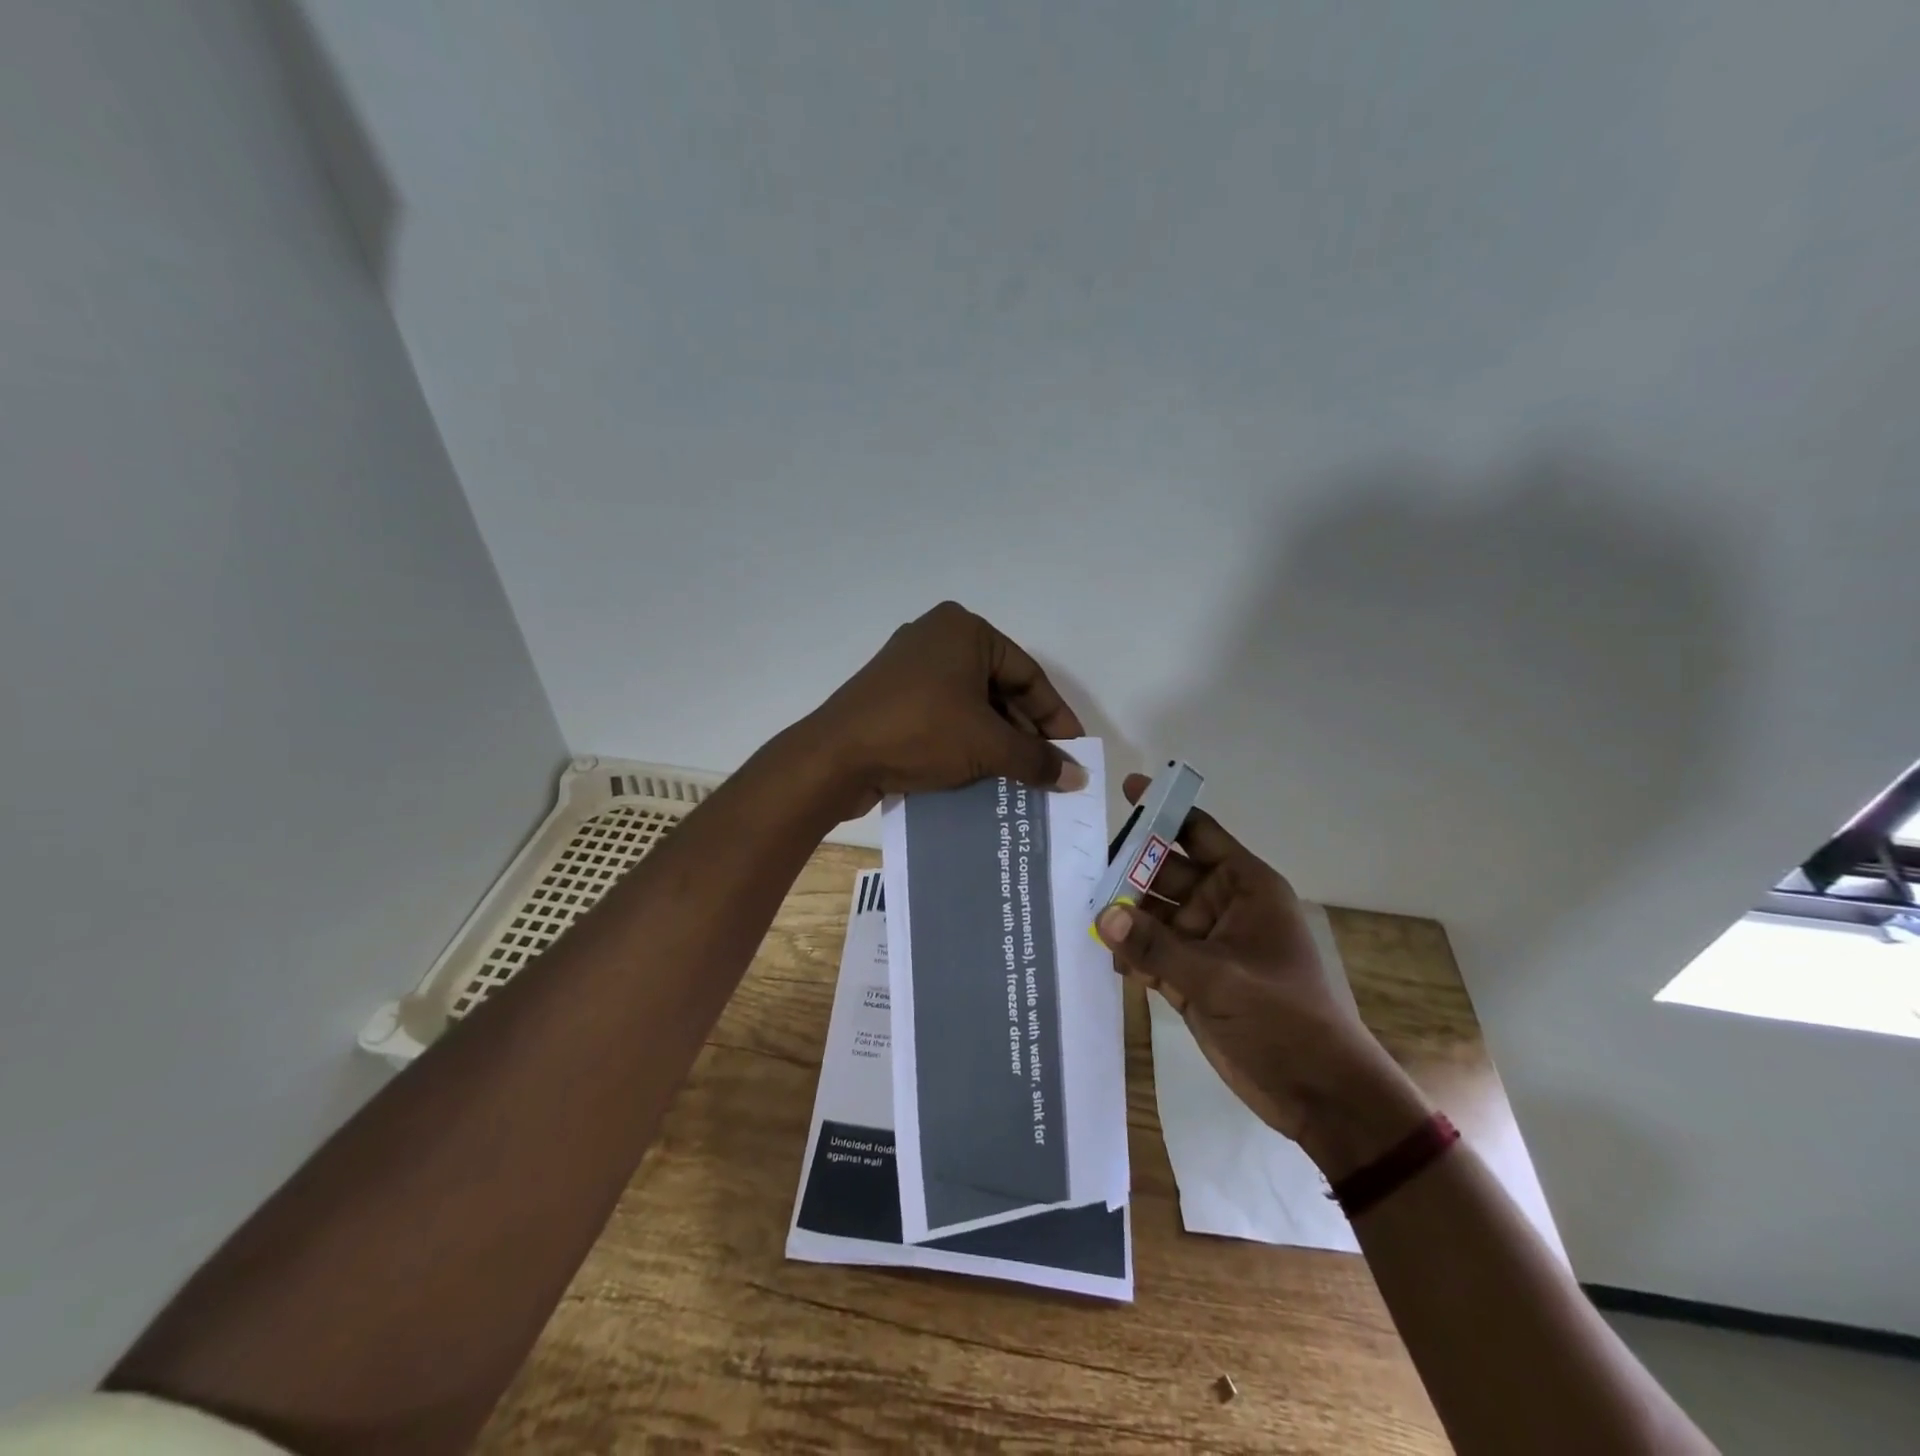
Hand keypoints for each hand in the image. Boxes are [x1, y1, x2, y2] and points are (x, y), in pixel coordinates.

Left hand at [799, 601, 1086, 819]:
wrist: (835, 757)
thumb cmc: (920, 733)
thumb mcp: (987, 747)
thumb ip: (1037, 760)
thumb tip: (1077, 777)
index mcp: (965, 630)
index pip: (1028, 674)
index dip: (1055, 717)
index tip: (1073, 751)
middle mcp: (938, 637)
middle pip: (1000, 688)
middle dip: (1025, 732)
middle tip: (1047, 769)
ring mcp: (909, 666)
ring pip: (971, 704)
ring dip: (996, 741)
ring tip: (1019, 778)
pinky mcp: (891, 695)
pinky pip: (943, 714)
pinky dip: (966, 740)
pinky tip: (981, 773)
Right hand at [1096, 774, 1428, 1173]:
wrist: (1319, 1094)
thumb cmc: (1283, 1018)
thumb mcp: (1219, 977)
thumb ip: (1156, 946)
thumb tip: (1102, 915)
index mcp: (1244, 886)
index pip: (1197, 832)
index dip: (1164, 811)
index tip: (1126, 790)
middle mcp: (1221, 906)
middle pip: (1165, 872)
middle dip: (1127, 868)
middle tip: (1079, 863)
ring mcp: (1204, 943)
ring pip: (1152, 914)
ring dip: (1123, 913)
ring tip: (1078, 906)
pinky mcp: (1191, 978)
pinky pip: (1150, 952)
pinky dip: (1129, 951)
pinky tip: (1101, 951)